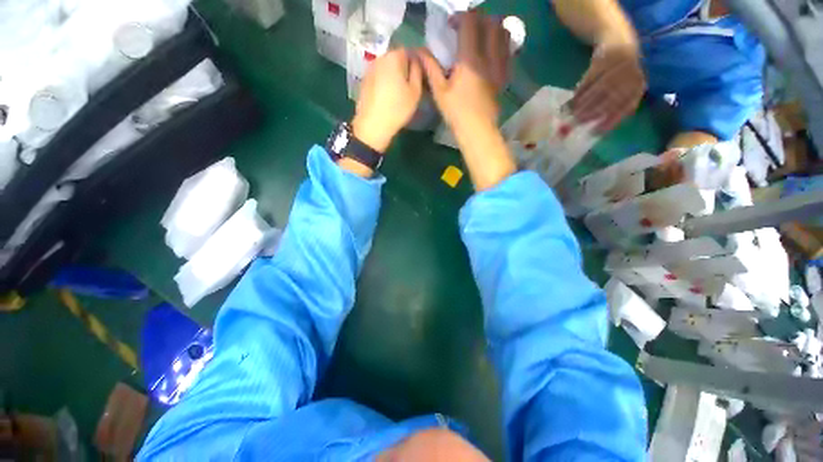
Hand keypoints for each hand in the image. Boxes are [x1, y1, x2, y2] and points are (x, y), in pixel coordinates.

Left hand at [352, 48, 422, 153]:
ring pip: (387, 68)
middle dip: (404, 68)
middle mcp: (380, 57)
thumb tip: (417, 61)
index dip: (417, 63)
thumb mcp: (415, 92)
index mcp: (394, 56)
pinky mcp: (364, 81)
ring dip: (394, 76)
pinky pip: (379, 76)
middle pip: (396, 58)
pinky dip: (384, 82)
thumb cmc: (397, 109)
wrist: (372, 126)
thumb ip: (418, 71)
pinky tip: (387, 96)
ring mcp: (370, 69)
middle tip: (410, 86)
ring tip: (399, 93)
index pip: (410, 51)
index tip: (420, 77)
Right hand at [417, 11, 509, 133]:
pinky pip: (508, 51)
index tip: (451, 26)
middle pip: (491, 22)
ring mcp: (500, 66)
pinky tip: (491, 52)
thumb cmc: (456, 112)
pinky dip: (501, 44)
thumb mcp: (439, 91)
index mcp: (470, 58)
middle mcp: (489, 57)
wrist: (477, 130)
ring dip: (492, 28)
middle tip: (467, 28)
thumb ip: (430, 67)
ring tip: (481, 37)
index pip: (470, 22)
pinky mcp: (504, 76)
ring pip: (504, 34)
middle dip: (478, 19)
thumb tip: (419, 50)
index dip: (460, 18)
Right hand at [570, 40, 645, 132]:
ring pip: (602, 87)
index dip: (610, 120)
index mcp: (637, 86)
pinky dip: (581, 90)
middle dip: (593, 111)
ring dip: (585, 102)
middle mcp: (632, 74)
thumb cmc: (618, 74)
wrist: (618, 40)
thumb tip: (594, 132)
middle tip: (577, 122)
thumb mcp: (621, 90)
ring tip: (572, 114)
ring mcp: (620, 64)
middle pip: (612, 96)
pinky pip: (592, 77)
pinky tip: (572, 101)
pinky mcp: (606, 56)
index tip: (594, 132)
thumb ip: (612, 108)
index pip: (625, 106)